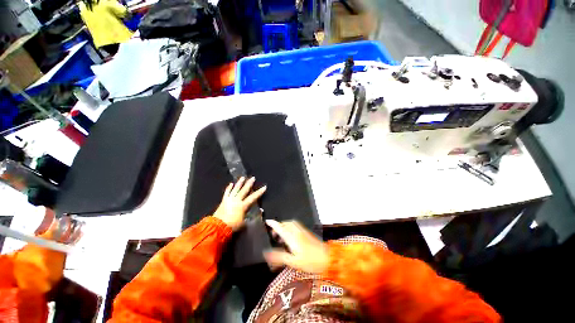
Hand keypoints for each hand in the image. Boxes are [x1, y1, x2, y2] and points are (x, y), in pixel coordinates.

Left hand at [213, 177, 266, 230]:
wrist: (218, 227)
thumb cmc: (233, 225)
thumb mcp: (244, 223)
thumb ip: (251, 216)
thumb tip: (260, 211)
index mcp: (243, 206)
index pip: (253, 197)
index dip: (259, 192)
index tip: (264, 187)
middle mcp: (237, 200)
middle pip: (244, 190)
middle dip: (249, 184)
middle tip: (252, 178)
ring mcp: (229, 199)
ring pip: (235, 189)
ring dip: (239, 183)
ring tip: (243, 177)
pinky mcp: (223, 201)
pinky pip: (227, 193)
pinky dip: (229, 188)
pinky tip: (231, 184)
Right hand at [264, 220, 328, 273]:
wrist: (327, 258)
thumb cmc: (310, 261)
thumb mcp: (293, 262)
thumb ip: (280, 257)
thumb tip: (267, 254)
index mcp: (292, 237)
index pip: (280, 227)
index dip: (273, 224)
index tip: (267, 221)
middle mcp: (297, 231)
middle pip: (285, 223)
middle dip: (278, 226)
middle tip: (274, 234)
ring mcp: (302, 231)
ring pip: (291, 223)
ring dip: (284, 226)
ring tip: (281, 236)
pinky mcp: (306, 233)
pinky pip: (296, 225)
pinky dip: (290, 227)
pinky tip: (291, 236)